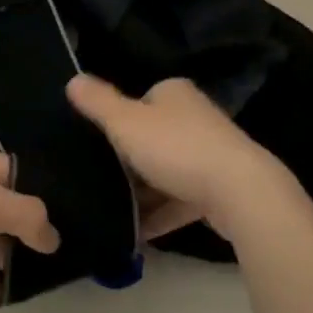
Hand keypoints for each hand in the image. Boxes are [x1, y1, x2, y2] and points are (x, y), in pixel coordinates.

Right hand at [68, 75, 288, 241]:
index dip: (119, 119)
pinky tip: (137, 234)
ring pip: (168, 171)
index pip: (141, 99)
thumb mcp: (126, 122)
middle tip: (100, 179)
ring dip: (144, 192)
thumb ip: (98, 102)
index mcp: (175, 93)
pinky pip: (181, 200)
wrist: (239, 192)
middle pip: (153, 136)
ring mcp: (212, 153)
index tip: (97, 143)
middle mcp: (196, 117)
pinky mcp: (220, 189)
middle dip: (130, 159)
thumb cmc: (176, 148)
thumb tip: (73, 79)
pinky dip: (161, 215)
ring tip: (113, 211)